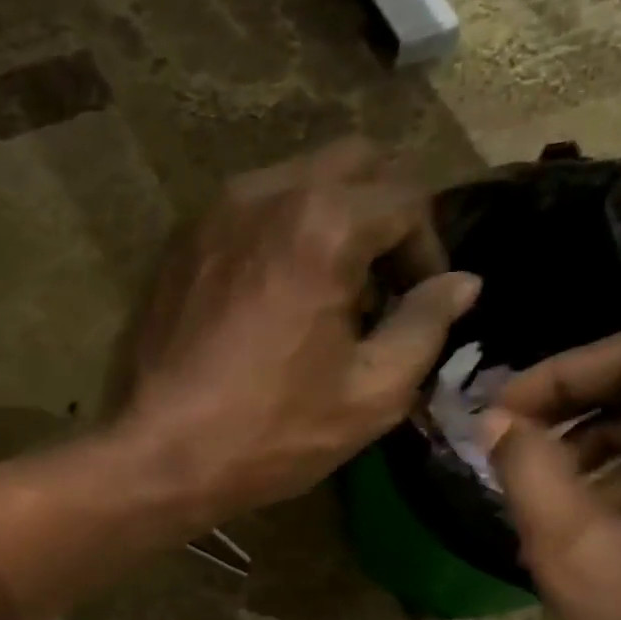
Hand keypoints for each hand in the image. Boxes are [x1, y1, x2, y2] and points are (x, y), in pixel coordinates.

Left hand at [117, 138, 478, 520]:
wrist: (157, 455)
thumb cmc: (269, 432)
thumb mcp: (370, 393)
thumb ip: (426, 325)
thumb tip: (462, 282)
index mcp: (323, 223)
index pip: (407, 199)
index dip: (429, 250)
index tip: (422, 303)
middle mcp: (265, 193)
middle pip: (354, 163)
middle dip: (384, 215)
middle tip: (383, 285)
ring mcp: (213, 213)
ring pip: (297, 181)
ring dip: (331, 220)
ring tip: (329, 295)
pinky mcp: (180, 242)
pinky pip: (249, 211)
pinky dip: (280, 234)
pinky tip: (275, 298)